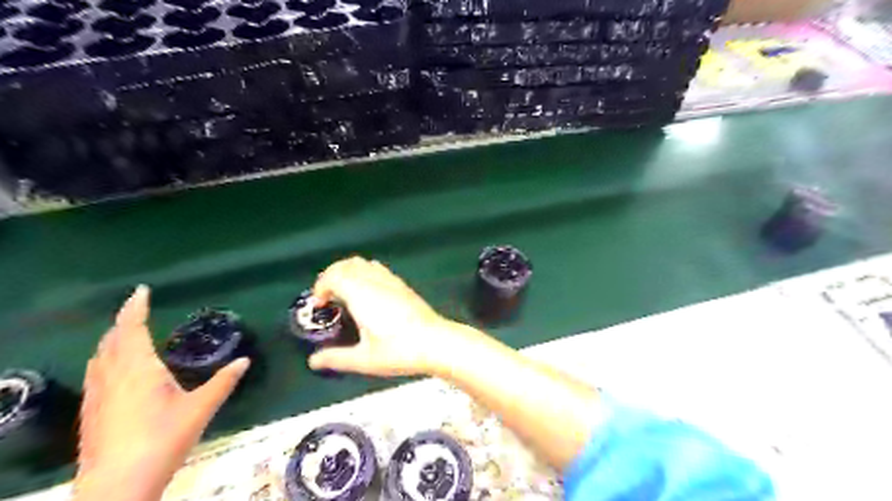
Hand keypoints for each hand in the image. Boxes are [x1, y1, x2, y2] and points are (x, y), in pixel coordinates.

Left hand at [73, 285, 250, 500]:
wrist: (118, 485)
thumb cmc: (163, 439)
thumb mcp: (200, 408)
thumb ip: (223, 382)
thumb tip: (245, 360)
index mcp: (138, 370)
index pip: (132, 329)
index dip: (135, 308)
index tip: (141, 290)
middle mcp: (113, 376)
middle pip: (112, 340)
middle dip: (124, 321)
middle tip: (139, 309)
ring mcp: (98, 395)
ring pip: (100, 356)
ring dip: (113, 339)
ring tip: (128, 333)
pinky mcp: (92, 412)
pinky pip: (97, 372)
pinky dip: (106, 358)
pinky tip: (116, 369)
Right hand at [312, 258, 467, 374]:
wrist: (436, 342)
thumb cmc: (399, 351)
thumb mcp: (364, 360)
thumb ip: (335, 358)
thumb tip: (314, 361)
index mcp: (361, 294)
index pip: (334, 276)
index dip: (320, 286)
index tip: (319, 306)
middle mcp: (374, 281)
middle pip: (347, 264)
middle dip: (331, 276)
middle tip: (327, 298)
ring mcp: (390, 280)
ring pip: (363, 263)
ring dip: (348, 272)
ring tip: (344, 294)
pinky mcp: (402, 285)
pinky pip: (377, 269)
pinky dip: (364, 273)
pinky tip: (367, 294)